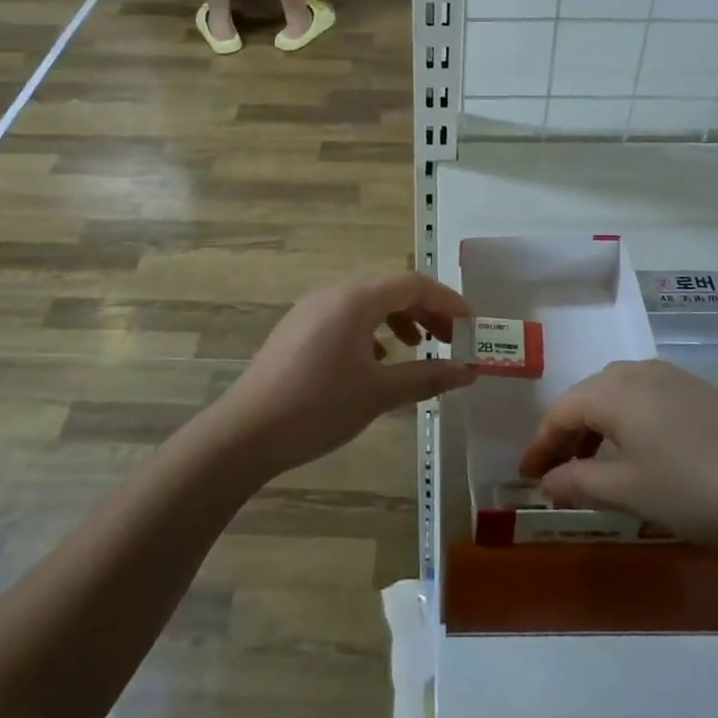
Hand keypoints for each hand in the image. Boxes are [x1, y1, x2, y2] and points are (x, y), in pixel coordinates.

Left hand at [208, 272, 479, 480]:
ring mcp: (311, 310)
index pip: (414, 284)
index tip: (473, 325)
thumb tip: (468, 372)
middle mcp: (334, 294)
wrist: (245, 433)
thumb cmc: (318, 407)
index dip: (448, 301)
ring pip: (368, 304)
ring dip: (400, 321)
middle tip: (452, 340)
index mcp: (355, 299)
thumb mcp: (379, 394)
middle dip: (427, 311)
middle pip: (391, 290)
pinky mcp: (298, 330)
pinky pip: (346, 319)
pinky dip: (372, 332)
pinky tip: (377, 362)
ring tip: (419, 348)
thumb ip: (427, 377)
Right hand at [517, 360, 717, 565]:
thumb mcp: (628, 491)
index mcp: (613, 390)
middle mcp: (639, 372)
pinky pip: (649, 403)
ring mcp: (675, 379)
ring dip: (599, 431)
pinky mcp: (703, 395)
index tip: (526, 476)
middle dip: (568, 436)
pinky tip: (642, 457)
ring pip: (620, 398)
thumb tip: (546, 482)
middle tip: (556, 474)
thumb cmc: (694, 490)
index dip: (540, 445)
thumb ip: (579, 482)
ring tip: (595, 468)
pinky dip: (630, 427)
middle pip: (588, 399)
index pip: (561, 412)